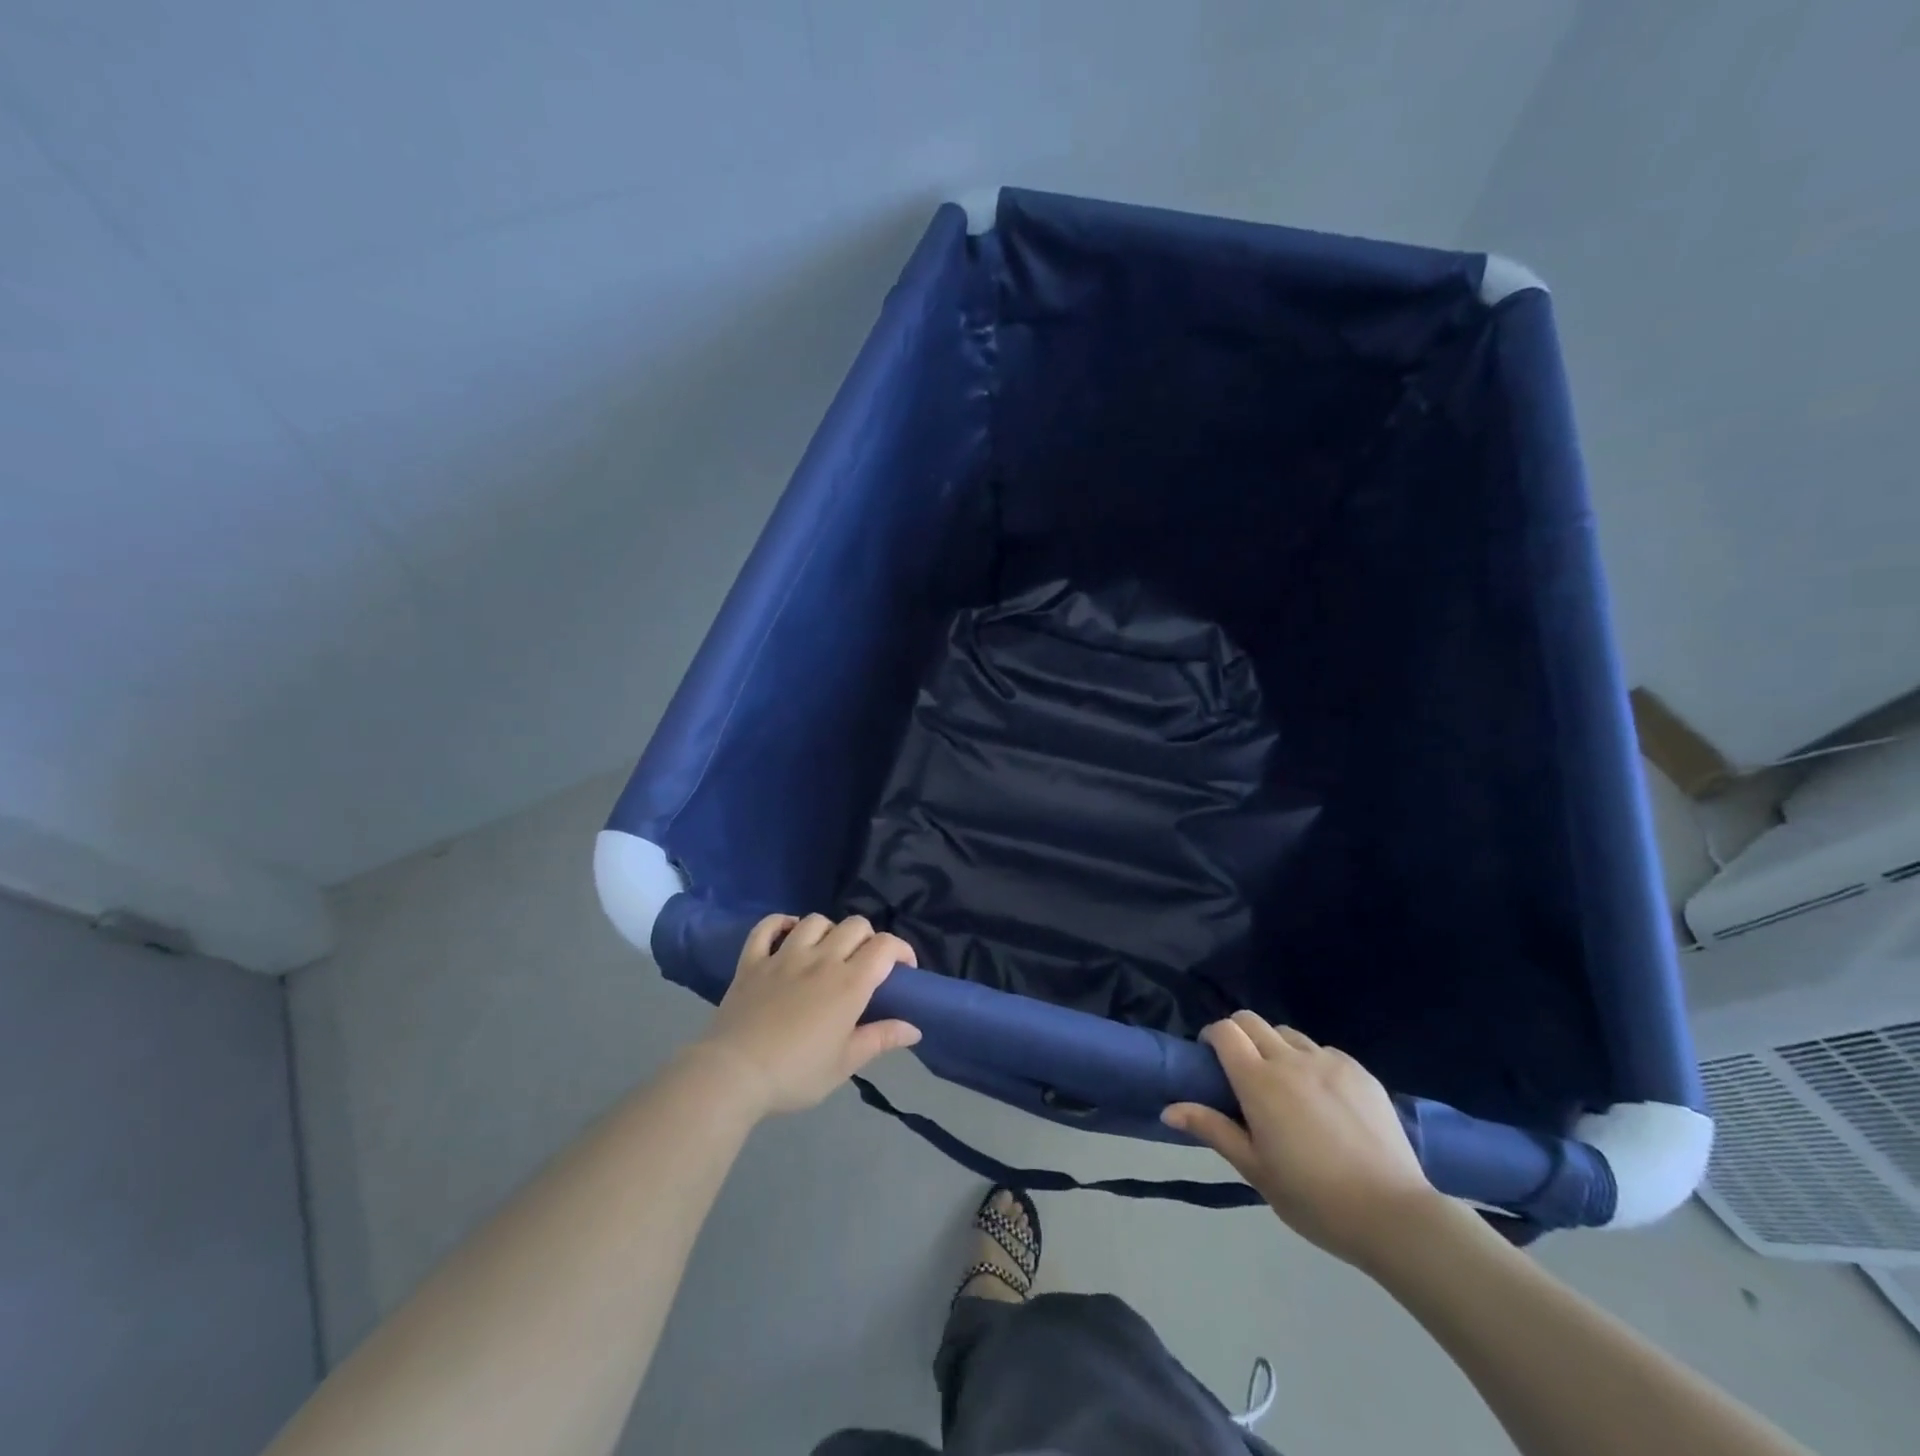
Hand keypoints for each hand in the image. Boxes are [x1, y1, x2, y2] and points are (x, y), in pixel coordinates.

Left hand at [690, 913, 920, 1119]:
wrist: (734, 1074)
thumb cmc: (796, 1073)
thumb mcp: (845, 1063)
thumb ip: (881, 1039)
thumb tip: (915, 1028)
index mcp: (849, 983)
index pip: (885, 946)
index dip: (901, 950)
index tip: (904, 969)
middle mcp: (820, 959)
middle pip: (855, 925)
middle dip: (868, 938)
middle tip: (865, 964)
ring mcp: (783, 956)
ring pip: (815, 921)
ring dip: (829, 930)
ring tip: (828, 951)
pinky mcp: (752, 961)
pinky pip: (767, 927)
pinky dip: (780, 923)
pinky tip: (788, 934)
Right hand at [1163, 1011, 1437, 1267]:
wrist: (1393, 1215)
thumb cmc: (1313, 1198)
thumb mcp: (1254, 1170)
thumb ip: (1212, 1130)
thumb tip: (1168, 1109)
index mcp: (1259, 1082)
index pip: (1224, 1031)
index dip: (1212, 1036)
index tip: (1210, 1059)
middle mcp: (1290, 1059)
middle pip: (1252, 1021)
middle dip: (1238, 1035)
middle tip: (1241, 1071)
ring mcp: (1329, 1062)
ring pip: (1288, 1033)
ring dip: (1275, 1047)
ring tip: (1284, 1085)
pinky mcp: (1360, 1072)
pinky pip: (1324, 1052)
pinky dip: (1311, 1063)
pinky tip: (1323, 1099)